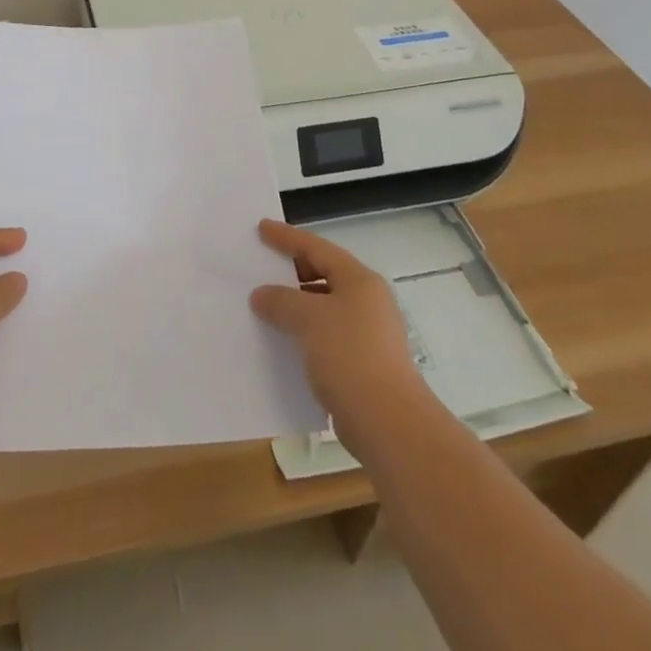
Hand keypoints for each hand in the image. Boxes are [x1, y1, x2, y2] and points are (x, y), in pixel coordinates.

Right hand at [250, 219, 427, 450]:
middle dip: (291, 271)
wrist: (388, 423)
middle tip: (262, 266)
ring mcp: (369, 333)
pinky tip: (283, 342)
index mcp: (359, 280)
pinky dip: (304, 332)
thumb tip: (261, 294)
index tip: (262, 227)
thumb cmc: (349, 356)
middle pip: (324, 274)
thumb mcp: (308, 319)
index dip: (287, 237)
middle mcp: (368, 300)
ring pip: (325, 307)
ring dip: (296, 305)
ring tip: (266, 305)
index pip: (317, 248)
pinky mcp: (364, 363)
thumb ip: (281, 301)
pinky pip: (327, 335)